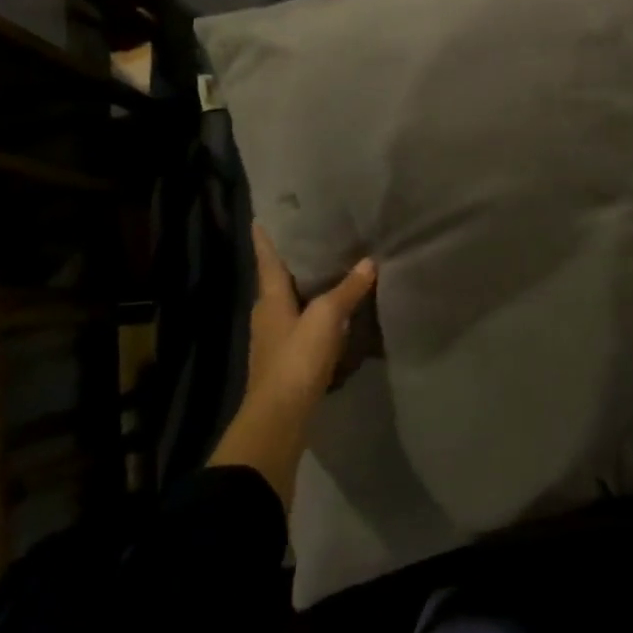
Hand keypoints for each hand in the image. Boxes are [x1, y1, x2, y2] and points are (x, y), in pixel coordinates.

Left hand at [246, 223, 375, 414]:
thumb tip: (369, 262)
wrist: (280, 417)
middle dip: (292, 258)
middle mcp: (267, 313)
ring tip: (330, 266)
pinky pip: (302, 323)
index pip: (266, 258)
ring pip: (291, 301)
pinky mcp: (286, 358)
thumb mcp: (326, 318)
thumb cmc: (296, 358)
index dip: (266, 237)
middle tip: (314, 234)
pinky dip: (315, 311)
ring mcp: (274, 338)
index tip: (263, 215)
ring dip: (306, 285)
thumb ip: (347, 290)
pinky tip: (334, 310)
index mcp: (269, 297)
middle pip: (278, 278)